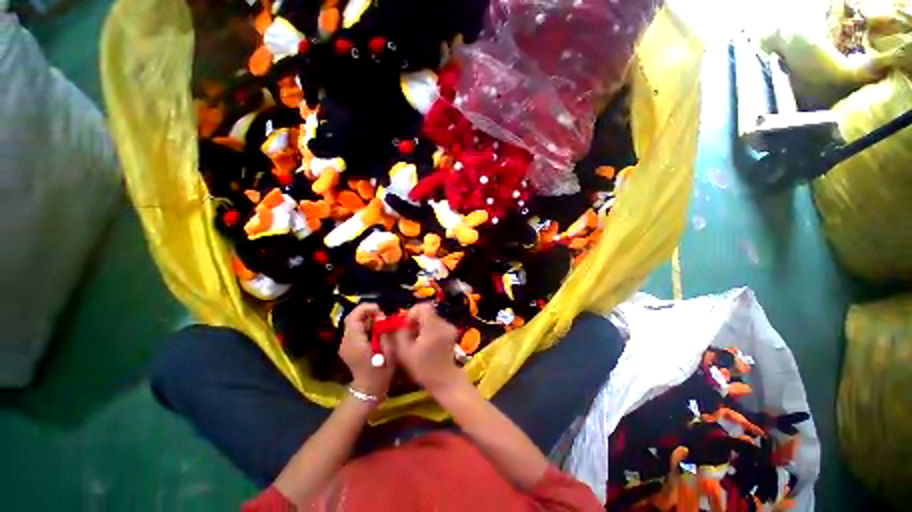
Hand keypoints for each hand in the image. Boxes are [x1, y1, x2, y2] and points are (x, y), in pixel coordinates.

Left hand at [340, 303, 394, 398]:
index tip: (380, 309)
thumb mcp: (388, 350)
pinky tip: (375, 332)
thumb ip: (383, 330)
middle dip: (368, 313)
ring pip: (354, 324)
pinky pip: (355, 331)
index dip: (366, 308)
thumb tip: (380, 315)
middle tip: (382, 317)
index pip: (354, 317)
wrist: (369, 389)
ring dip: (367, 320)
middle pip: (353, 319)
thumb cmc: (381, 370)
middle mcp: (345, 341)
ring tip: (381, 324)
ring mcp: (345, 345)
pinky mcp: (348, 348)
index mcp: (354, 342)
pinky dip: (365, 327)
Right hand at [395, 303, 464, 395]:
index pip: (423, 306)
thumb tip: (400, 323)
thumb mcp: (405, 352)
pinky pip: (437, 324)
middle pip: (427, 312)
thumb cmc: (423, 368)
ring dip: (422, 325)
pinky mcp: (451, 332)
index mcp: (433, 326)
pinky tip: (426, 343)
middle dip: (416, 321)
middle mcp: (444, 323)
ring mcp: (449, 327)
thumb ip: (400, 333)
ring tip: (417, 341)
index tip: (407, 327)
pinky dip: (429, 329)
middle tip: (410, 335)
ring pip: (432, 318)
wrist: (445, 380)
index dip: (412, 313)